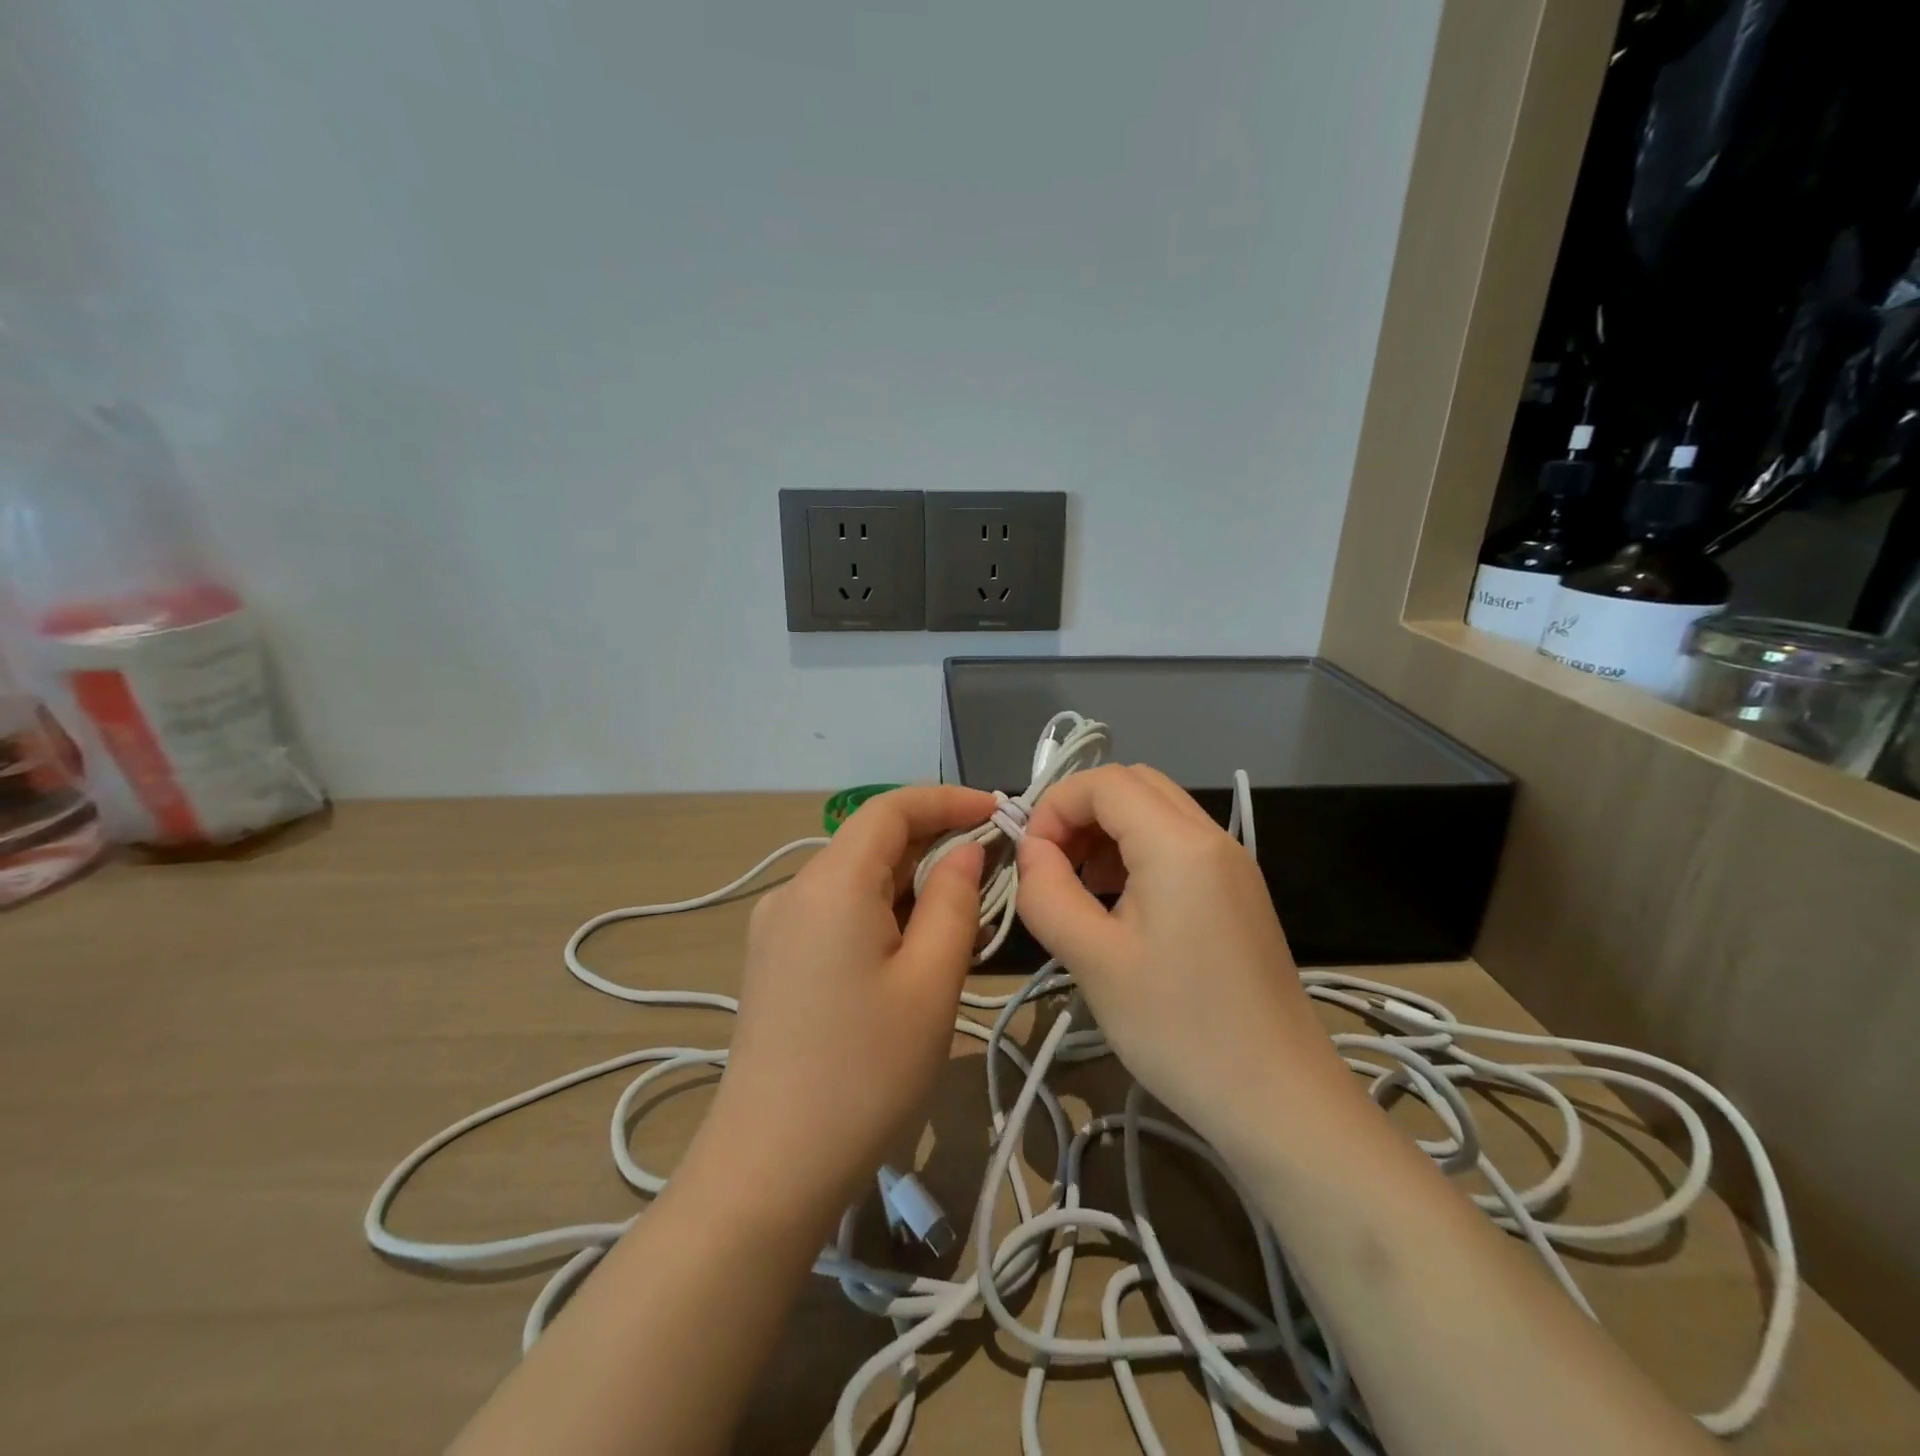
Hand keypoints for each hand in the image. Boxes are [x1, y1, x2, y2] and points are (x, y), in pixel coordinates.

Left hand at [685, 785, 994, 1234]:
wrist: (770, 1167)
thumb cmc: (865, 1071)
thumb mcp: (931, 981)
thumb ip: (954, 901)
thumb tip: (965, 851)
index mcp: (830, 883)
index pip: (891, 809)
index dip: (947, 800)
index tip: (998, 811)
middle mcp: (793, 890)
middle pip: (870, 840)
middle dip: (933, 840)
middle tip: (993, 863)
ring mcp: (776, 926)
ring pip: (854, 877)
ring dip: (909, 879)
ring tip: (962, 906)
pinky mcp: (774, 959)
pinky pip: (835, 910)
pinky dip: (880, 908)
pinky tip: (911, 942)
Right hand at [1013, 764, 1347, 1150]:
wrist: (1278, 1099)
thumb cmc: (1179, 1029)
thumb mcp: (1094, 961)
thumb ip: (1048, 892)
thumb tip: (1031, 850)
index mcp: (1179, 845)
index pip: (1104, 782)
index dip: (1055, 806)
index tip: (1031, 859)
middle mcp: (1212, 837)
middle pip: (1133, 785)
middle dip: (1081, 811)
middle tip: (1052, 865)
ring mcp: (1232, 863)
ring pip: (1156, 811)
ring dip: (1108, 830)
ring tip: (1079, 885)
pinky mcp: (1238, 892)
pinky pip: (1178, 844)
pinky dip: (1136, 852)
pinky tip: (1118, 904)